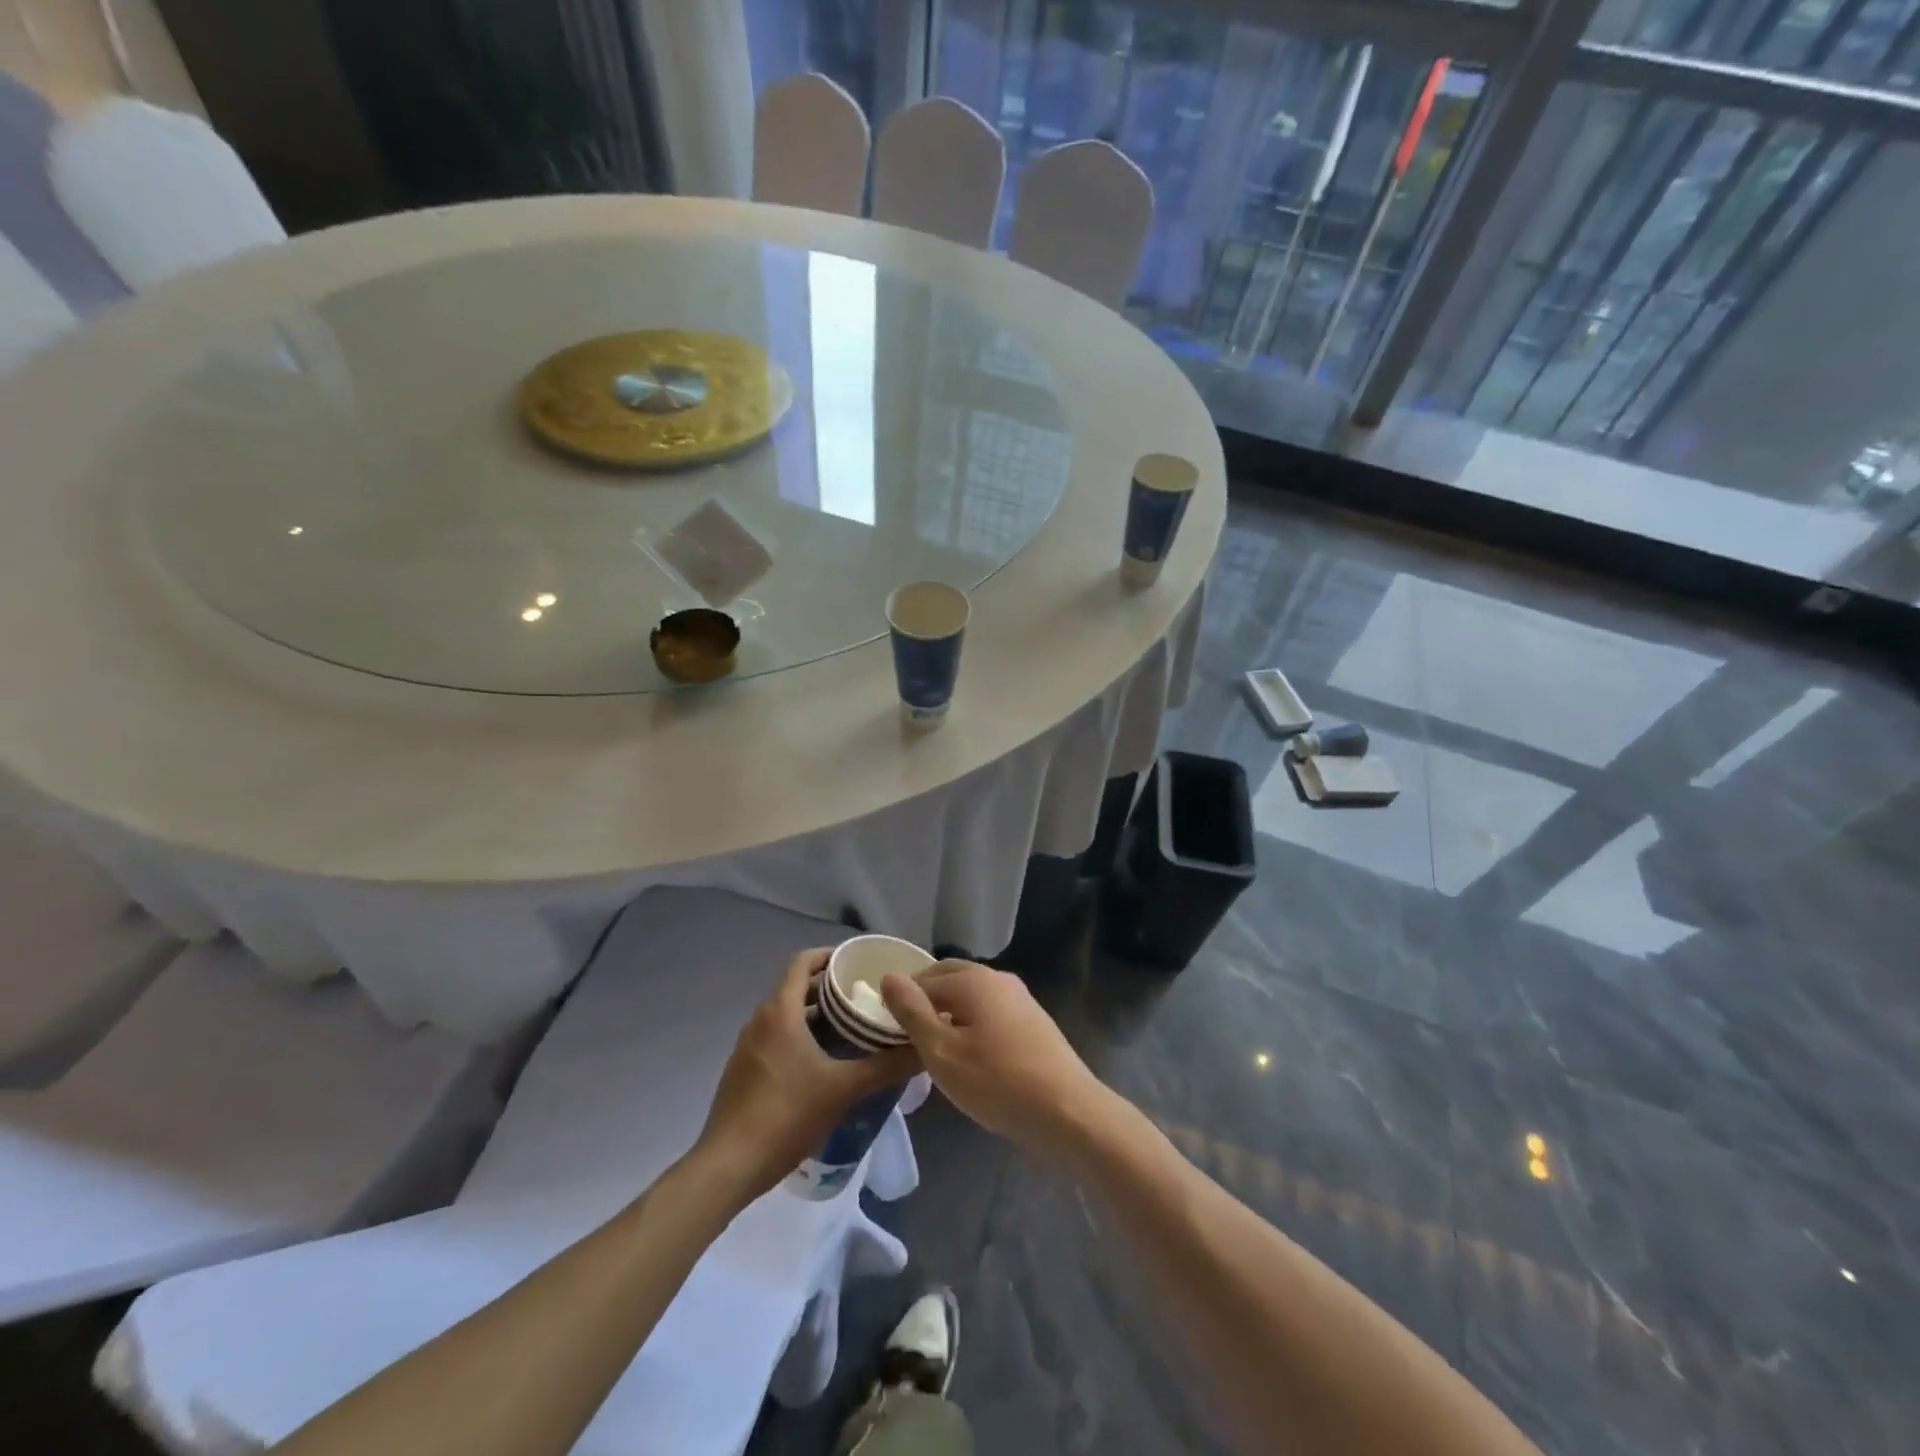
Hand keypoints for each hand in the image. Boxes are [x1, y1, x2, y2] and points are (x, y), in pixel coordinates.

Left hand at [696, 949, 919, 1200]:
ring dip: (817, 1016)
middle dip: (830, 989)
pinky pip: (777, 1038)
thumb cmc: (786, 1115)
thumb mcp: (843, 1089)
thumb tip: (923, 1049)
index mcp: (780, 1012)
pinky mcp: (743, 1071)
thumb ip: (885, 1066)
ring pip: (788, 1016)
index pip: (802, 962)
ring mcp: (748, 1047)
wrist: (728, 1166)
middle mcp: (760, 1020)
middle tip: (866, 997)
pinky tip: (826, 1063)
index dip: (829, 955)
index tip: (858, 961)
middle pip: (797, 988)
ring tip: (853, 1029)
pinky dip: (802, 1037)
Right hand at [880, 962, 1112, 1157]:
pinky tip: (972, 1057)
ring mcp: (1019, 997)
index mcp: (972, 979)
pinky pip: (990, 1011)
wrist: (1069, 1111)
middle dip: (925, 1003)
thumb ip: (912, 1013)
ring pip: (971, 996)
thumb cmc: (997, 1082)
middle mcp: (997, 977)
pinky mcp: (1033, 1019)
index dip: (901, 1005)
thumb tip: (888, 976)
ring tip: (936, 1051)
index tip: (889, 1037)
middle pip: (949, 979)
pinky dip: (972, 1024)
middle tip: (908, 1040)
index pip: (922, 980)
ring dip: (949, 1014)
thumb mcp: (942, 1053)